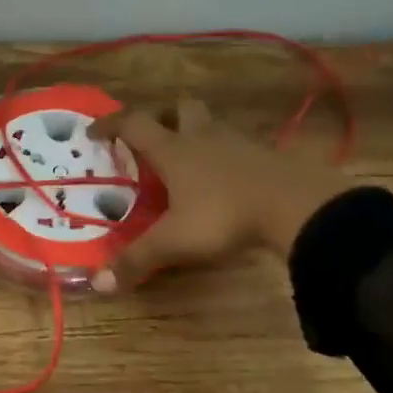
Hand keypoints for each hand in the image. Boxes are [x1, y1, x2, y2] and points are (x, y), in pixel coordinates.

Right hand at [88, 100, 355, 291]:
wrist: (299, 206)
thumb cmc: (225, 215)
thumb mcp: (175, 241)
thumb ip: (137, 260)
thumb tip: (98, 284)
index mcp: (173, 150)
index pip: (134, 124)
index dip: (111, 124)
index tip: (94, 131)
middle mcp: (203, 137)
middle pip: (180, 108)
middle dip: (164, 115)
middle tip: (154, 136)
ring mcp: (239, 143)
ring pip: (212, 124)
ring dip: (197, 132)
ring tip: (190, 157)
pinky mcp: (268, 155)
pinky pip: (239, 145)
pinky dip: (226, 153)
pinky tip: (227, 177)